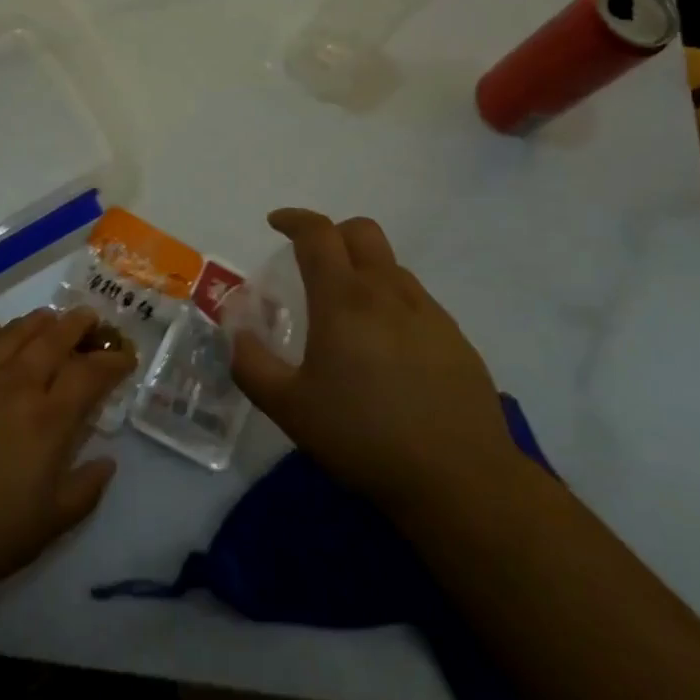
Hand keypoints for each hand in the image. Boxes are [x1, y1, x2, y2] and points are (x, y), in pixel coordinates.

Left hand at [0, 307, 135, 607]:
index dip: (112, 360)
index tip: (125, 357)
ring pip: (14, 333)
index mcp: (48, 419)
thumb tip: (108, 461)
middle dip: (78, 325)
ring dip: (38, 321)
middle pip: (54, 339)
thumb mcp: (49, 525)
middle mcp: (16, 386)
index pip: (90, 373)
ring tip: (50, 318)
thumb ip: (86, 490)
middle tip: (91, 319)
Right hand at [231, 209, 518, 515]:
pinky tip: (386, 350)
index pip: (318, 234)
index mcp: (344, 299)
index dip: (294, 220)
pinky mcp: (455, 338)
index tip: (276, 224)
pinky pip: (415, 300)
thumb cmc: (364, 437)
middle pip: (361, 232)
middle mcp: (388, 292)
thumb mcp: (290, 408)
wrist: (461, 479)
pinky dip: (390, 302)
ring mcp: (428, 313)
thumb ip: (252, 366)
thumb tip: (238, 334)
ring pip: (391, 266)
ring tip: (346, 314)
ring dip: (362, 270)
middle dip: (332, 233)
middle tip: (311, 262)